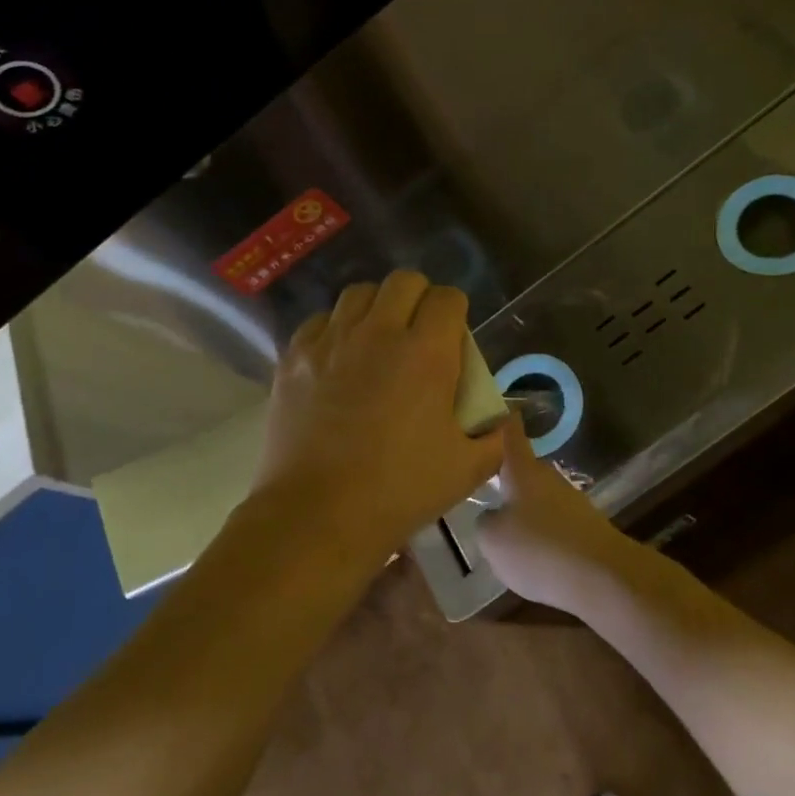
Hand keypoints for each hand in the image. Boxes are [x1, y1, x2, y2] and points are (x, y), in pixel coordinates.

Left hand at [250, 272, 504, 560]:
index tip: (454, 338)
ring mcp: (331, 341)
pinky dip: (336, 329)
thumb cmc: (399, 491)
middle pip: (404, 281)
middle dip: (419, 298)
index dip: (456, 312)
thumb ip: (493, 436)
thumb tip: (500, 419)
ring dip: (377, 308)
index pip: (448, 298)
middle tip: (419, 333)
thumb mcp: (467, 469)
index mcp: (426, 352)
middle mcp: (378, 332)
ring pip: (359, 293)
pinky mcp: (294, 357)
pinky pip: (320, 321)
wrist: (318, 515)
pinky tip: (338, 359)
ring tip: (377, 340)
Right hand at [477, 414, 636, 608]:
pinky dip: (542, 533)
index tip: (491, 408)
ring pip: (539, 497)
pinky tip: (534, 556)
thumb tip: (492, 516)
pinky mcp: (585, 526)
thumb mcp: (492, 538)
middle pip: (523, 469)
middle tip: (484, 487)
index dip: (499, 420)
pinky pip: (554, 522)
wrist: (600, 576)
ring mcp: (571, 500)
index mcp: (522, 470)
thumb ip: (485, 521)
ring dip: (524, 509)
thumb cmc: (537, 548)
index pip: (510, 433)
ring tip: (505, 531)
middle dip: (506, 477)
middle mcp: (548, 477)